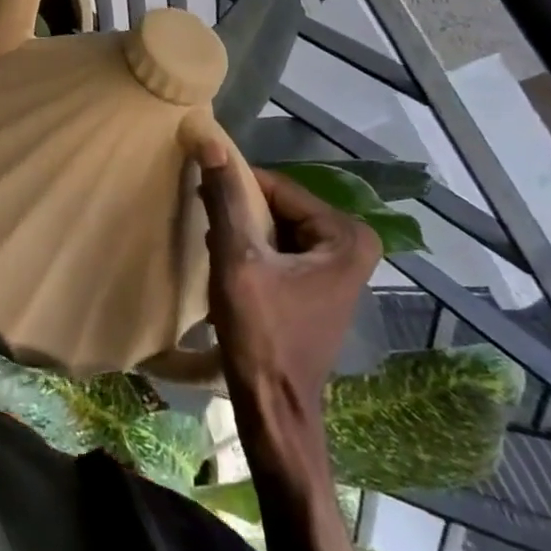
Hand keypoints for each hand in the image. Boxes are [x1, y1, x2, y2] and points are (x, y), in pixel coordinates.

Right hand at [194, 137, 383, 416]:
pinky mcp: (319, 288)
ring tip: (213, 247)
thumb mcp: (236, 258)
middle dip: (239, 213)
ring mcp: (338, 270)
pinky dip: (252, 252)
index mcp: (346, 236)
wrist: (274, 409)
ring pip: (276, 228)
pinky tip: (228, 267)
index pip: (277, 187)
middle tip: (204, 223)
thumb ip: (225, 198)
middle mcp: (351, 246)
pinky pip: (280, 251)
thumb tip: (208, 141)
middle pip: (279, 207)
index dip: (235, 187)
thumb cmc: (261, 334)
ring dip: (242, 232)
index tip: (199, 190)